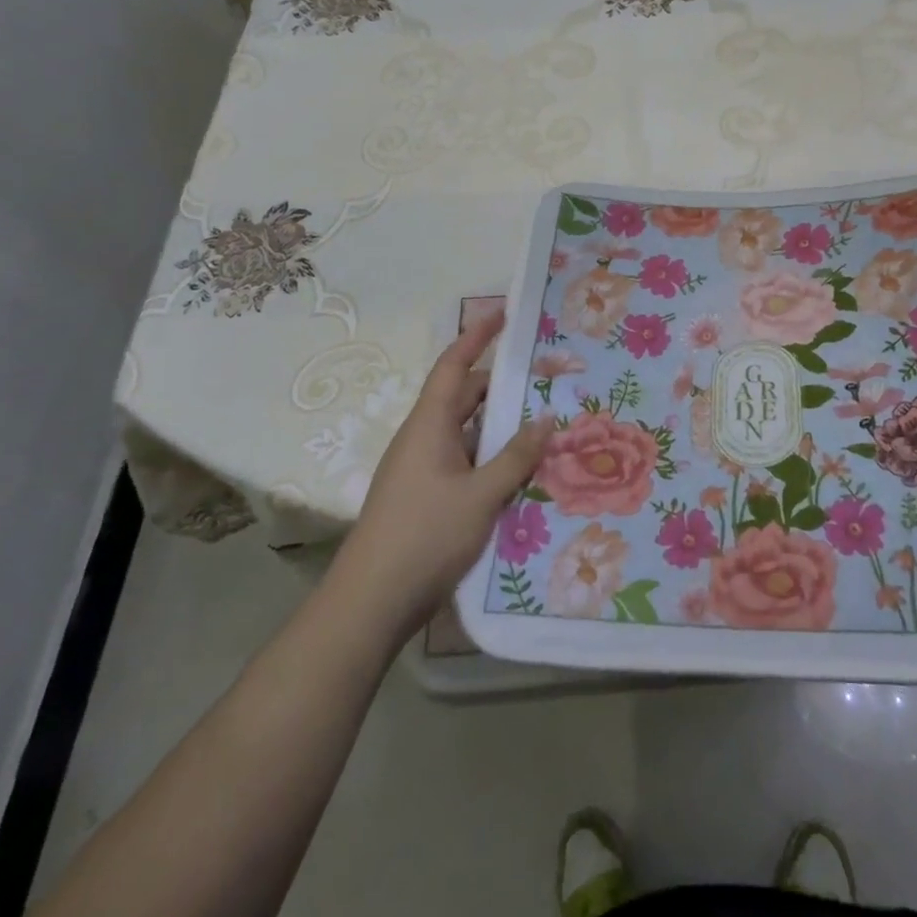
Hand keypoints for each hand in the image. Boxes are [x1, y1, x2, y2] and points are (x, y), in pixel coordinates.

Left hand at [330, 308, 551, 644]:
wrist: (372, 602)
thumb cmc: (425, 535)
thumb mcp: (481, 495)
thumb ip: (516, 456)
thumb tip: (545, 418)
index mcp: (430, 425)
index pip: (454, 365)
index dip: (477, 336)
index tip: (504, 314)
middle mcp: (424, 438)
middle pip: (464, 397)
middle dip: (501, 385)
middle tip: (545, 377)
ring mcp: (424, 469)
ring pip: (467, 432)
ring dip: (499, 425)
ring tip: (544, 420)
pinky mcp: (427, 497)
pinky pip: (465, 461)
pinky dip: (491, 456)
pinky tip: (521, 470)